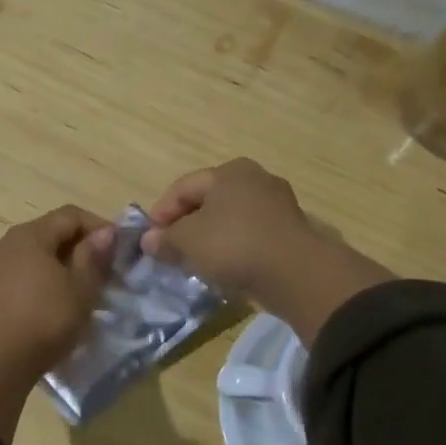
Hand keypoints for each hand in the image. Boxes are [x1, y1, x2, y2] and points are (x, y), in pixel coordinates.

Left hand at [0, 206, 115, 443]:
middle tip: (103, 271)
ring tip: (78, 289)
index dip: (99, 226)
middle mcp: (4, 243)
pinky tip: (50, 302)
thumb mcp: (81, 288)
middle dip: (78, 247)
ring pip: (32, 255)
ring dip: (58, 265)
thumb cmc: (46, 320)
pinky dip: (38, 280)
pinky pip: (18, 275)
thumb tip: (104, 233)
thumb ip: (93, 256)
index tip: (119, 249)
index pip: (70, 215)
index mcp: (29, 235)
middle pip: (49, 233)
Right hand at [142, 158, 392, 341]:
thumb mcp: (188, 242)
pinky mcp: (290, 230)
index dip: (160, 213)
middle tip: (169, 250)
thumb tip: (148, 241)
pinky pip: (250, 235)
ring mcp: (277, 204)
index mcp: (228, 171)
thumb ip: (165, 239)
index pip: (182, 188)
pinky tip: (224, 267)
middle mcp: (255, 179)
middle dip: (185, 225)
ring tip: (195, 262)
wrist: (296, 273)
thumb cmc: (234, 245)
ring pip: (230, 218)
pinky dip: (233, 247)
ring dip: (209, 238)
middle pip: (208, 201)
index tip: (148, 240)